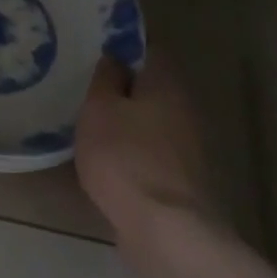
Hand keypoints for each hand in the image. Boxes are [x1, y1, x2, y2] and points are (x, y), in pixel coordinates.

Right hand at [75, 53, 221, 233]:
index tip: (95, 50)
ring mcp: (188, 148)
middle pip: (152, 87)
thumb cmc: (125, 157)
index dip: (123, 47)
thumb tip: (114, 58)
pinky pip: (152, 153)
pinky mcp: (182, 181)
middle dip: (123, 87)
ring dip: (128, 122)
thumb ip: (106, 79)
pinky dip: (133, 152)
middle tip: (87, 89)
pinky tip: (108, 161)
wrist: (165, 230)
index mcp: (167, 84)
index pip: (149, 49)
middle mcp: (185, 109)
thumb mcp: (100, 109)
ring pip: (152, 122)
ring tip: (91, 125)